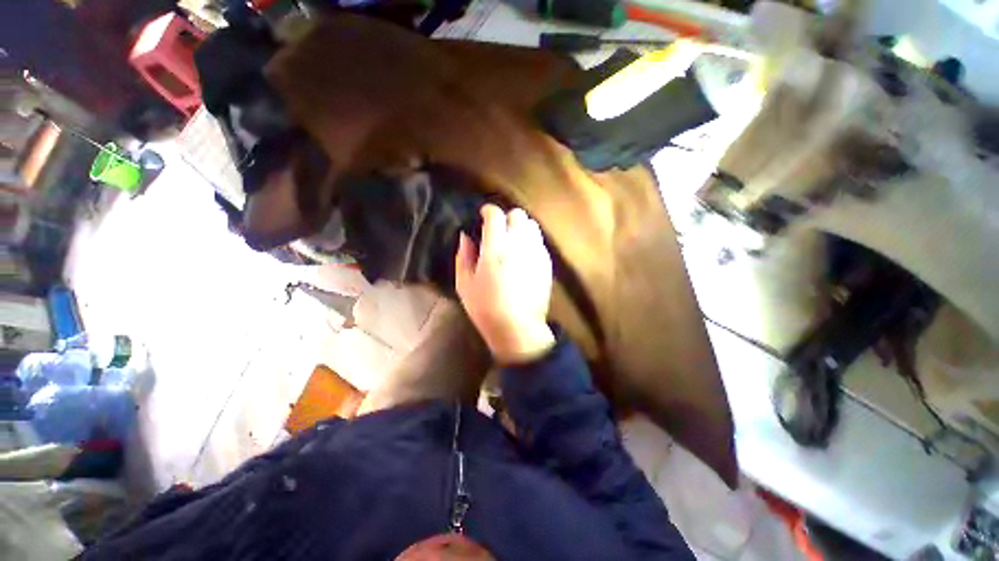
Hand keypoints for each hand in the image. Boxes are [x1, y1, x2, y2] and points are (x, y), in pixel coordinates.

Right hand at [455, 205, 554, 364]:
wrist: (518, 328)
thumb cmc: (486, 308)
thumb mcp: (464, 284)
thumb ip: (464, 255)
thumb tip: (465, 235)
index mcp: (495, 249)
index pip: (496, 215)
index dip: (488, 211)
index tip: (482, 217)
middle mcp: (519, 245)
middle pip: (518, 215)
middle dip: (506, 218)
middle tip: (498, 231)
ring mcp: (536, 253)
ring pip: (532, 225)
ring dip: (520, 228)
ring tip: (512, 241)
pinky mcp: (547, 263)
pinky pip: (540, 242)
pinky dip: (530, 241)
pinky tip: (524, 255)